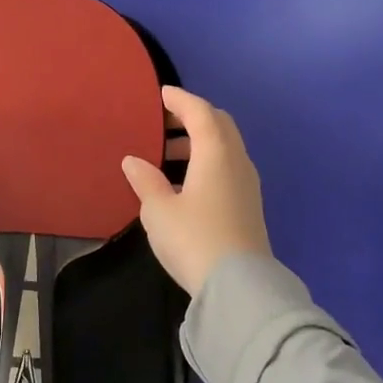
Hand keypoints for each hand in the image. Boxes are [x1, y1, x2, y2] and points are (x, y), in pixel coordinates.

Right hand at [121, 86, 270, 296]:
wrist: (239, 288)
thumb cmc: (193, 239)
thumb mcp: (158, 210)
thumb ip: (145, 180)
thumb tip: (134, 160)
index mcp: (216, 153)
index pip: (200, 112)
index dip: (180, 99)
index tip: (160, 94)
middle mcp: (236, 161)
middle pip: (219, 125)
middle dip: (192, 117)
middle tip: (164, 122)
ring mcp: (247, 184)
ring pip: (225, 147)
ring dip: (199, 142)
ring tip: (167, 155)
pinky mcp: (248, 205)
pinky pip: (227, 167)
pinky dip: (207, 162)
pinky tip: (183, 183)